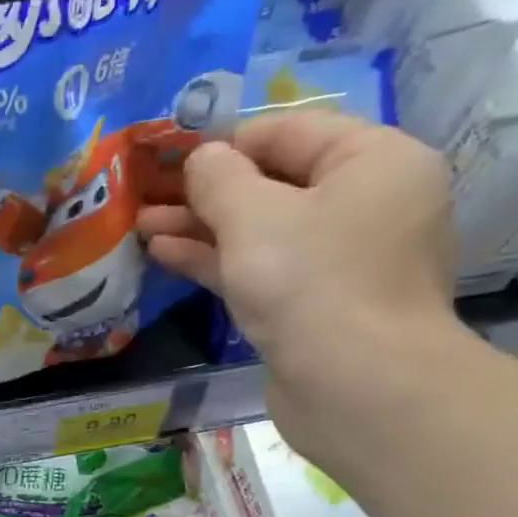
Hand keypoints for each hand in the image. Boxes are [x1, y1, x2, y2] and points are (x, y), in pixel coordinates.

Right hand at [139, 111, 463, 452]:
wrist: (356, 387)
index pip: (291, 129)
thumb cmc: (311, 282)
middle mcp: (366, 203)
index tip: (170, 155)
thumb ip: (219, 178)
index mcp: (374, 161)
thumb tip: (202, 158)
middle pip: (274, 182)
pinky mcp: (315, 304)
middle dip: (206, 190)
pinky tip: (166, 255)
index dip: (226, 139)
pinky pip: (262, 267)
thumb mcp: (253, 215)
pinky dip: (218, 260)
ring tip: (143, 226)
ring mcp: (340, 258)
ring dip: (201, 227)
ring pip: (261, 229)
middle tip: (147, 194)